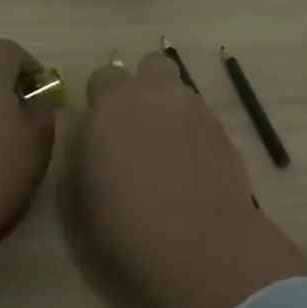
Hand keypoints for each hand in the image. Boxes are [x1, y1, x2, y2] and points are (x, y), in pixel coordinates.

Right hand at [76, 52, 306, 307]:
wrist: (198, 243)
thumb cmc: (125, 222)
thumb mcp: (82, 189)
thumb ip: (86, 147)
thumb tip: (94, 132)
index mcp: (114, 103)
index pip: (104, 76)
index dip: (102, 98)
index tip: (100, 126)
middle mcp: (157, 94)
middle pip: (151, 64)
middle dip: (144, 85)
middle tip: (137, 124)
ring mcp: (196, 109)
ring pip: (180, 91)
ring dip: (170, 109)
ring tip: (167, 151)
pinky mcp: (224, 132)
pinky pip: (202, 119)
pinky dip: (194, 134)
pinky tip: (192, 168)